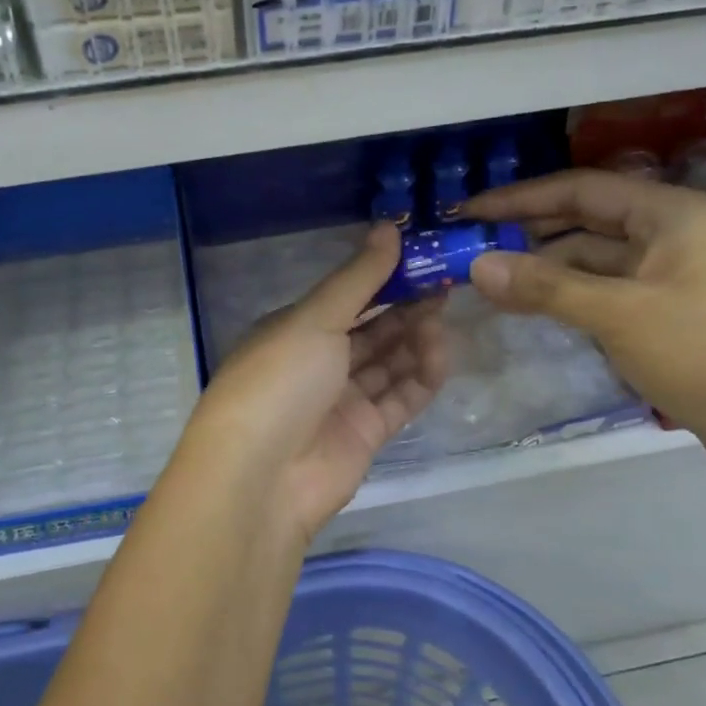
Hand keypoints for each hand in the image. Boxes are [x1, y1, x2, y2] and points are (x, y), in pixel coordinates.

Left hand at [182, 224, 448, 541]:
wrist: (260, 478)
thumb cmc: (280, 380)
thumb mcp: (314, 318)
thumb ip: (358, 278)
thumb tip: (388, 227)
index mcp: (294, 329)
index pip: (345, 296)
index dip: (382, 276)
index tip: (422, 256)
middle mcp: (316, 361)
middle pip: (370, 328)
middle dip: (405, 305)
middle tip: (445, 282)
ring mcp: (340, 400)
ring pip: (388, 361)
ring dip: (415, 338)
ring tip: (442, 316)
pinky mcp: (364, 434)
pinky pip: (399, 398)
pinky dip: (421, 377)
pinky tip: (441, 353)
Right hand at [461, 170, 705, 480]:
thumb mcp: (620, 316)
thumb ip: (545, 286)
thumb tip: (476, 265)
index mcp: (674, 214)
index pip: (582, 189)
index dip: (520, 199)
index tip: (469, 212)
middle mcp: (676, 232)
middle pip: (588, 221)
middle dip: (530, 233)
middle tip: (472, 246)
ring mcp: (677, 273)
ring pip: (597, 258)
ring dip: (548, 268)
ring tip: (492, 282)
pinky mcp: (675, 309)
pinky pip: (611, 289)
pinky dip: (572, 295)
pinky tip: (536, 306)